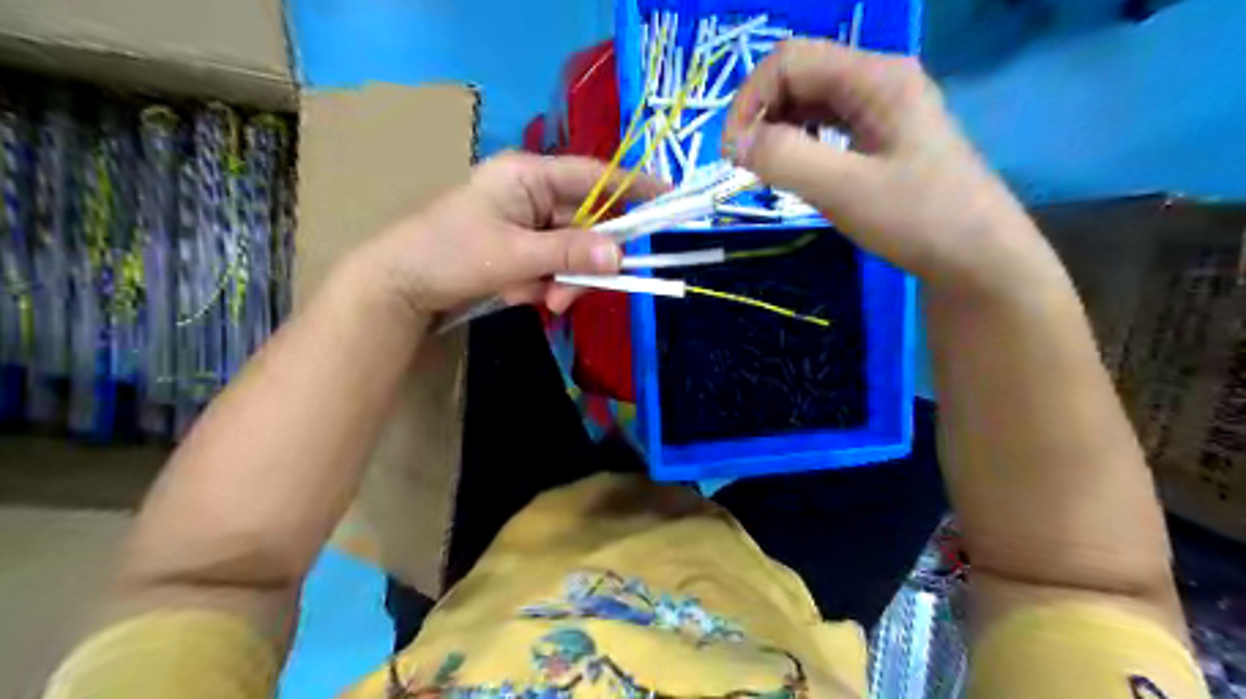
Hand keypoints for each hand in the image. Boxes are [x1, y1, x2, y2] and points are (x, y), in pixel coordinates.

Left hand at [356, 156, 664, 317]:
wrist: (399, 286)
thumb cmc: (449, 254)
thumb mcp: (515, 255)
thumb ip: (570, 252)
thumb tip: (621, 255)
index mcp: (529, 175)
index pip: (595, 176)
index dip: (634, 188)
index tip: (670, 201)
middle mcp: (532, 191)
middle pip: (586, 223)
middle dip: (583, 262)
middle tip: (569, 295)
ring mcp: (526, 220)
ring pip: (571, 249)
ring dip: (562, 279)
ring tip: (540, 300)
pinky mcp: (520, 245)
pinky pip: (552, 263)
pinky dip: (544, 283)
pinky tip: (519, 294)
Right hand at [727, 37, 1053, 295]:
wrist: (978, 258)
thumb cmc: (918, 219)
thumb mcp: (845, 190)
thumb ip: (786, 160)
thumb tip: (736, 143)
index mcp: (875, 77)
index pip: (790, 60)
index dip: (750, 100)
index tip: (733, 153)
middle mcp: (878, 80)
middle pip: (799, 75)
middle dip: (763, 116)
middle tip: (748, 167)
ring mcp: (883, 107)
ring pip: (810, 101)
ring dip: (779, 131)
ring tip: (770, 172)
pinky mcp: (882, 135)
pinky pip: (827, 125)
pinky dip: (801, 143)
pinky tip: (800, 171)